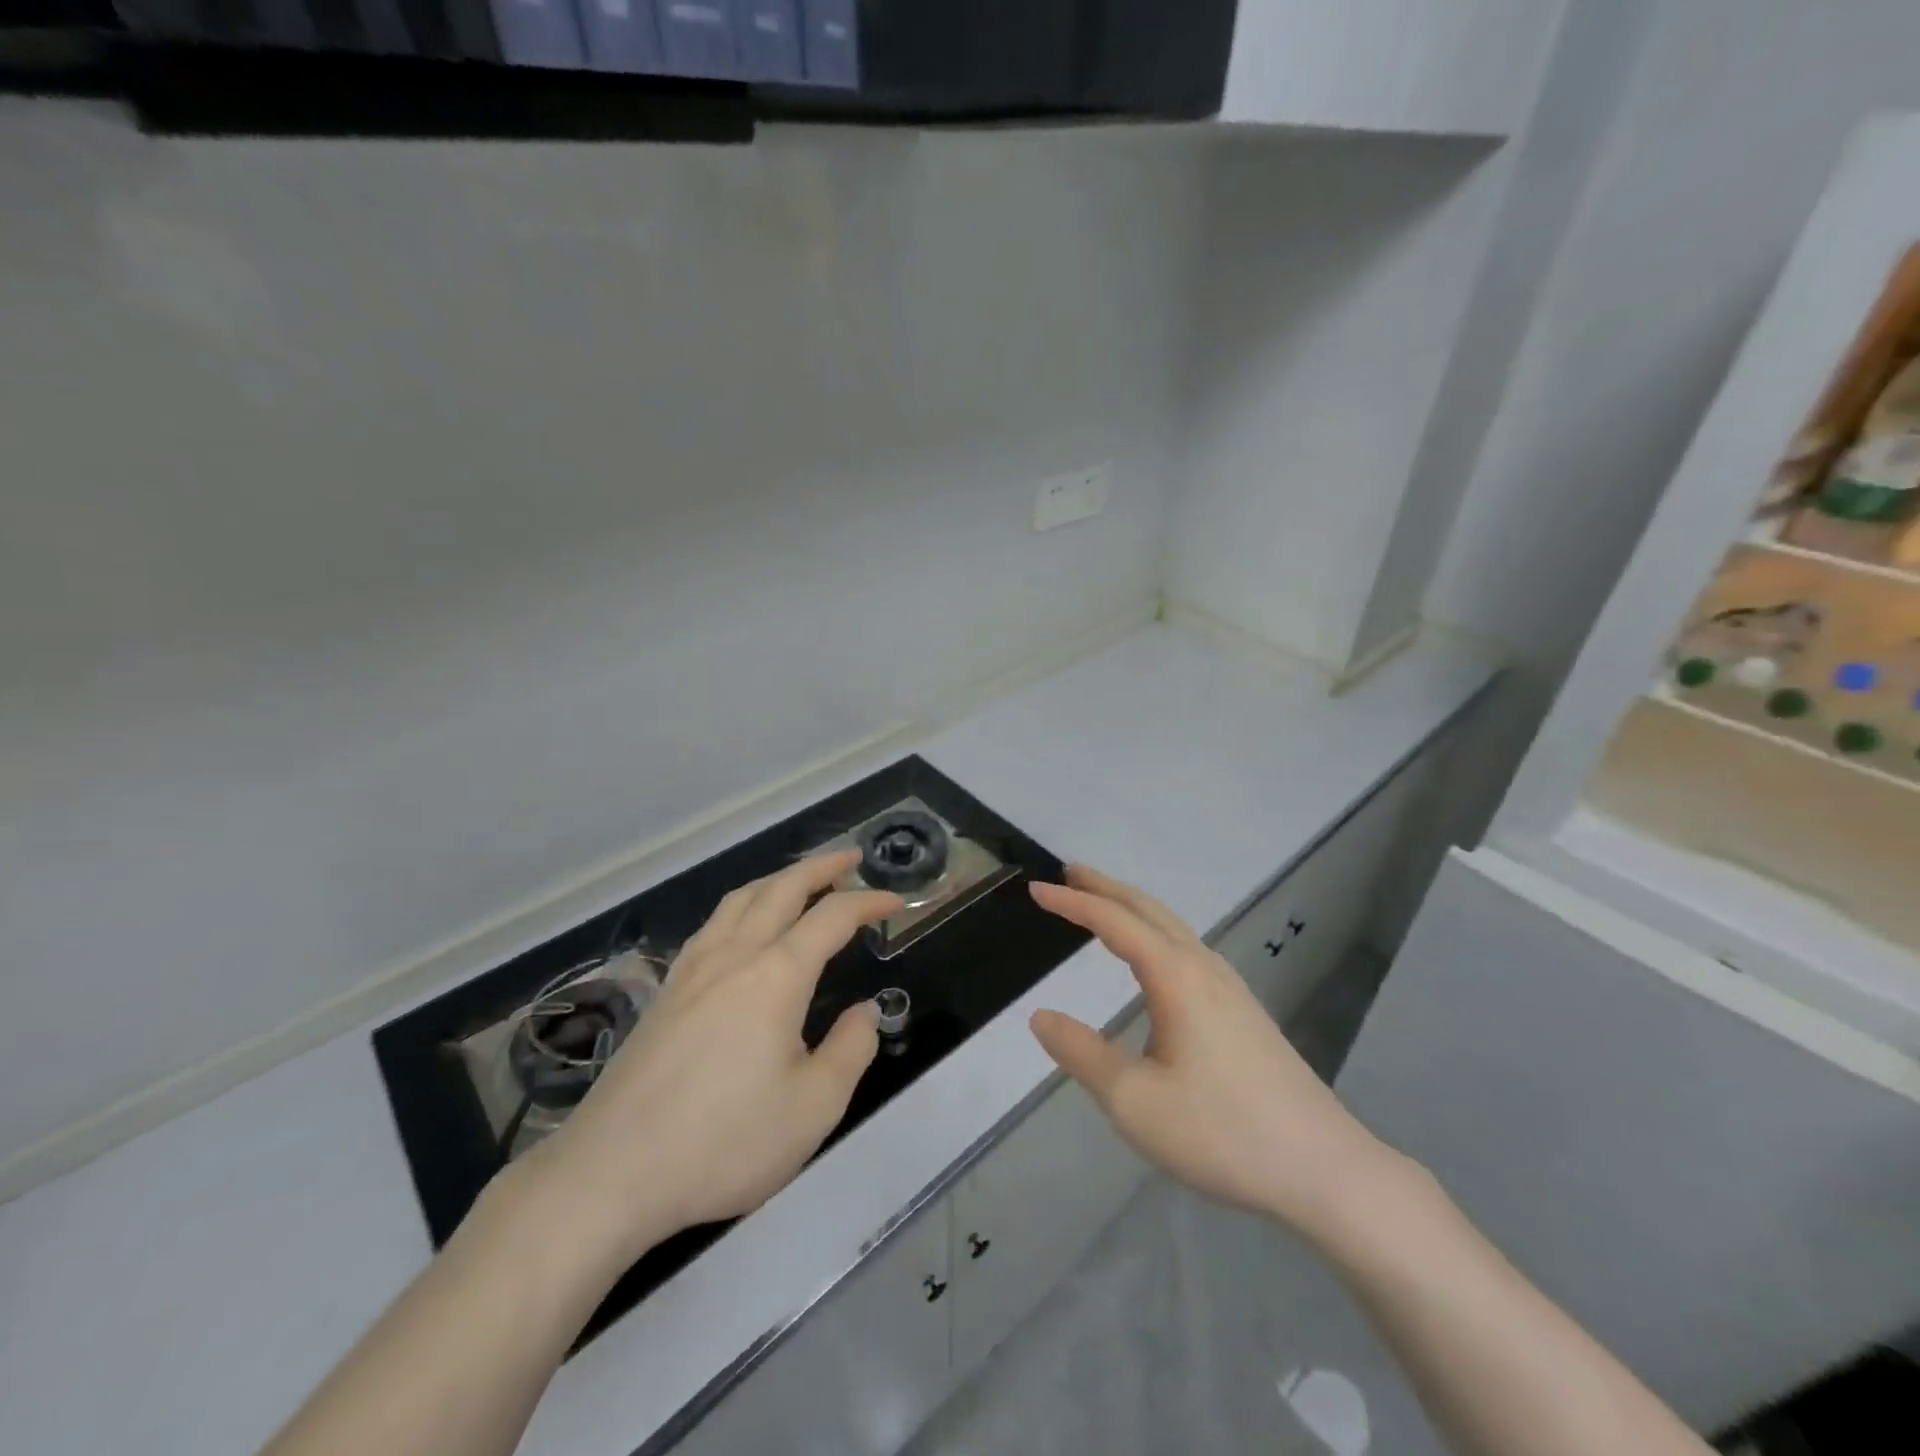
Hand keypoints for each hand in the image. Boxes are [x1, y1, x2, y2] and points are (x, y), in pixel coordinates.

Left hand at [515, 850, 899, 1267]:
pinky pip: (713, 925)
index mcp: (776, 975)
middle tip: (851, 857)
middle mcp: (734, 956)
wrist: (612, 1172)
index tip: (896, 901)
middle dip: (821, 866)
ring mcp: (693, 970)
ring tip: (801, 881)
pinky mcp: (666, 993)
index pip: (832, 917)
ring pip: (740, 899)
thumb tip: (864, 1012)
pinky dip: (743, 905)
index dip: (869, 901)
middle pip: (781, 888)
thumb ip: (850, 1051)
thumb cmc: (724, 1142)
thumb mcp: (813, 1108)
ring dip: (778, 879)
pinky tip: (743, 927)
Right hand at [1028, 865, 1405, 1244]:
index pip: (1114, 922)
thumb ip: (1082, 1054)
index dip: (1073, 903)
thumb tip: (1040, 1016)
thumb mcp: (1134, 1101)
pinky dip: (1155, 932)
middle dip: (1106, 887)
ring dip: (1133, 908)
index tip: (1036, 890)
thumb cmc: (1222, 1132)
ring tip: (1102, 905)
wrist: (1324, 1169)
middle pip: (1149, 910)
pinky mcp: (1243, 1010)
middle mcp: (1204, 968)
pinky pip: (1188, 949)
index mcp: (1176, 977)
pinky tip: (1153, 959)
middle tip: (1069, 874)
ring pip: (1173, 927)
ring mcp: (1230, 987)